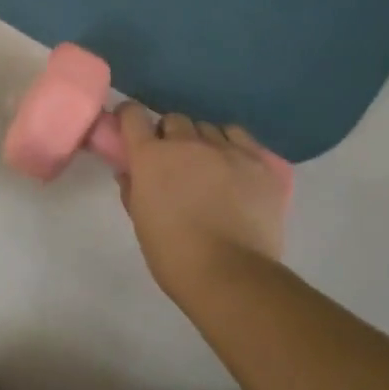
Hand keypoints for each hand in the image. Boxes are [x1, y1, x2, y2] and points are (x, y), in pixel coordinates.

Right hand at [115, 102, 288, 292]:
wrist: (229, 274)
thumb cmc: (173, 253)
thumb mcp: (140, 221)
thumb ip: (132, 189)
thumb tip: (129, 172)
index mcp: (151, 157)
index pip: (133, 115)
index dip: (129, 117)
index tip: (130, 127)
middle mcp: (187, 143)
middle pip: (174, 120)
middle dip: (170, 136)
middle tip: (173, 161)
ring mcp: (226, 149)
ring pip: (208, 128)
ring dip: (202, 141)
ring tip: (207, 166)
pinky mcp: (258, 161)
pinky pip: (240, 137)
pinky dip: (232, 146)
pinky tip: (233, 166)